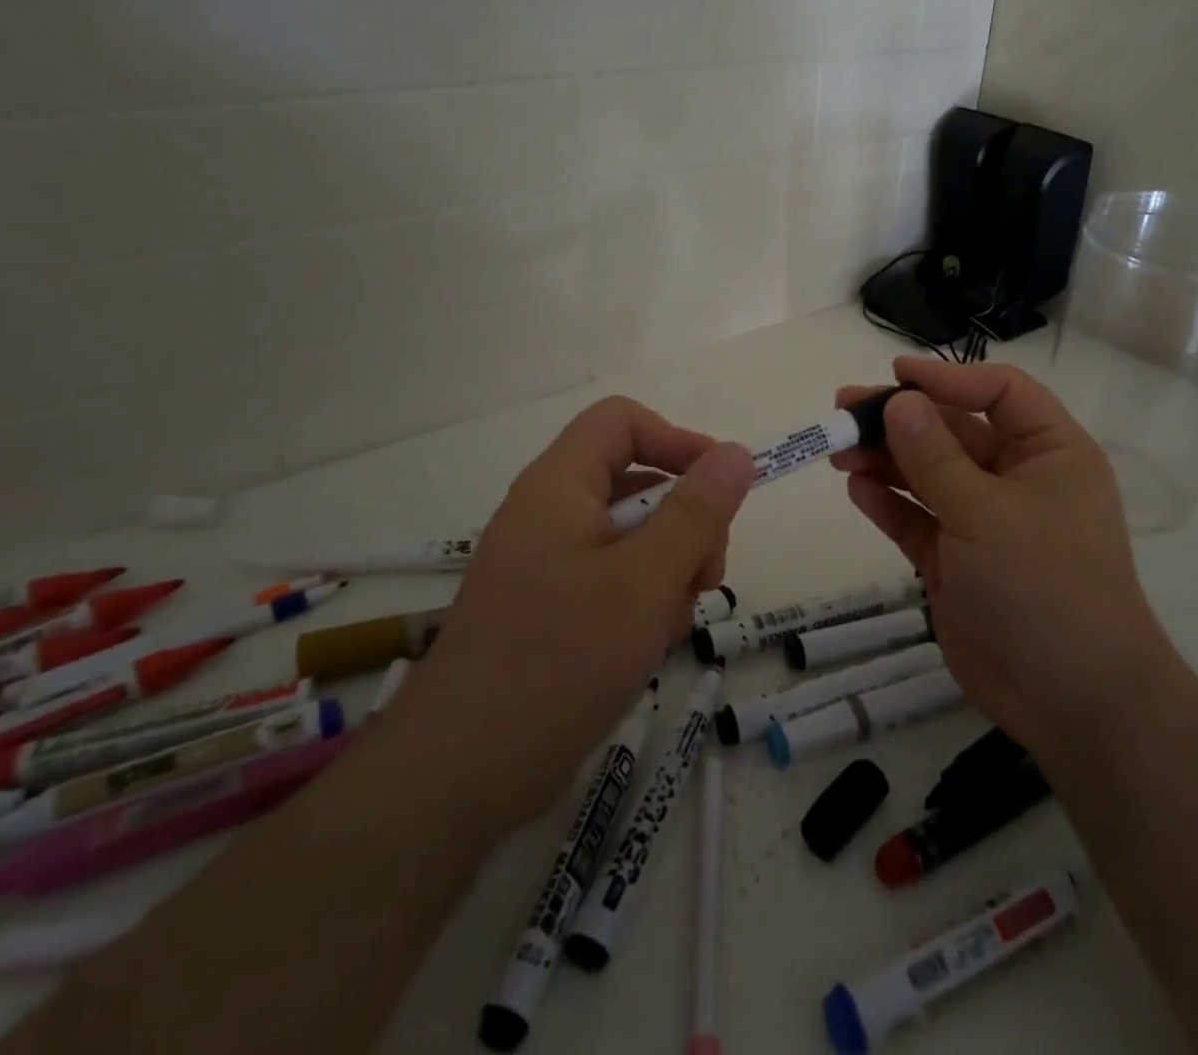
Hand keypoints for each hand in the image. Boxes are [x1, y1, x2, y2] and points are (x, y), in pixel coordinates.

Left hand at [401, 396, 753, 833]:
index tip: (720, 491)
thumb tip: (736, 453)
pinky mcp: (551, 608)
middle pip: (636, 482)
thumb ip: (696, 513)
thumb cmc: (559, 660)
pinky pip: (613, 580)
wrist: (461, 774)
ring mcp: (548, 564)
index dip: (677, 442)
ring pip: (632, 538)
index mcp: (559, 486)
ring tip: (668, 624)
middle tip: (704, 578)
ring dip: (668, 570)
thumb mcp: (645, 581)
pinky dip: (642, 602)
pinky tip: (647, 647)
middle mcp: (549, 514)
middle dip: (684, 523)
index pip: (622, 422)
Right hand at [832, 358, 1172, 762]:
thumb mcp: (985, 512)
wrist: (1072, 702)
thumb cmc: (1043, 587)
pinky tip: (856, 488)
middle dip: (901, 419)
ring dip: (885, 459)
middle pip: (954, 431)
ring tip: (839, 449)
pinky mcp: (956, 560)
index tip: (896, 374)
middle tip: (844, 408)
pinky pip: (917, 519)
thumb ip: (934, 456)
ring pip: (928, 475)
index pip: (1000, 393)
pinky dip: (888, 503)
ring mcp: (984, 522)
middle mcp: (1017, 480)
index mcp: (1049, 454)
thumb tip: (897, 401)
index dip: (948, 377)